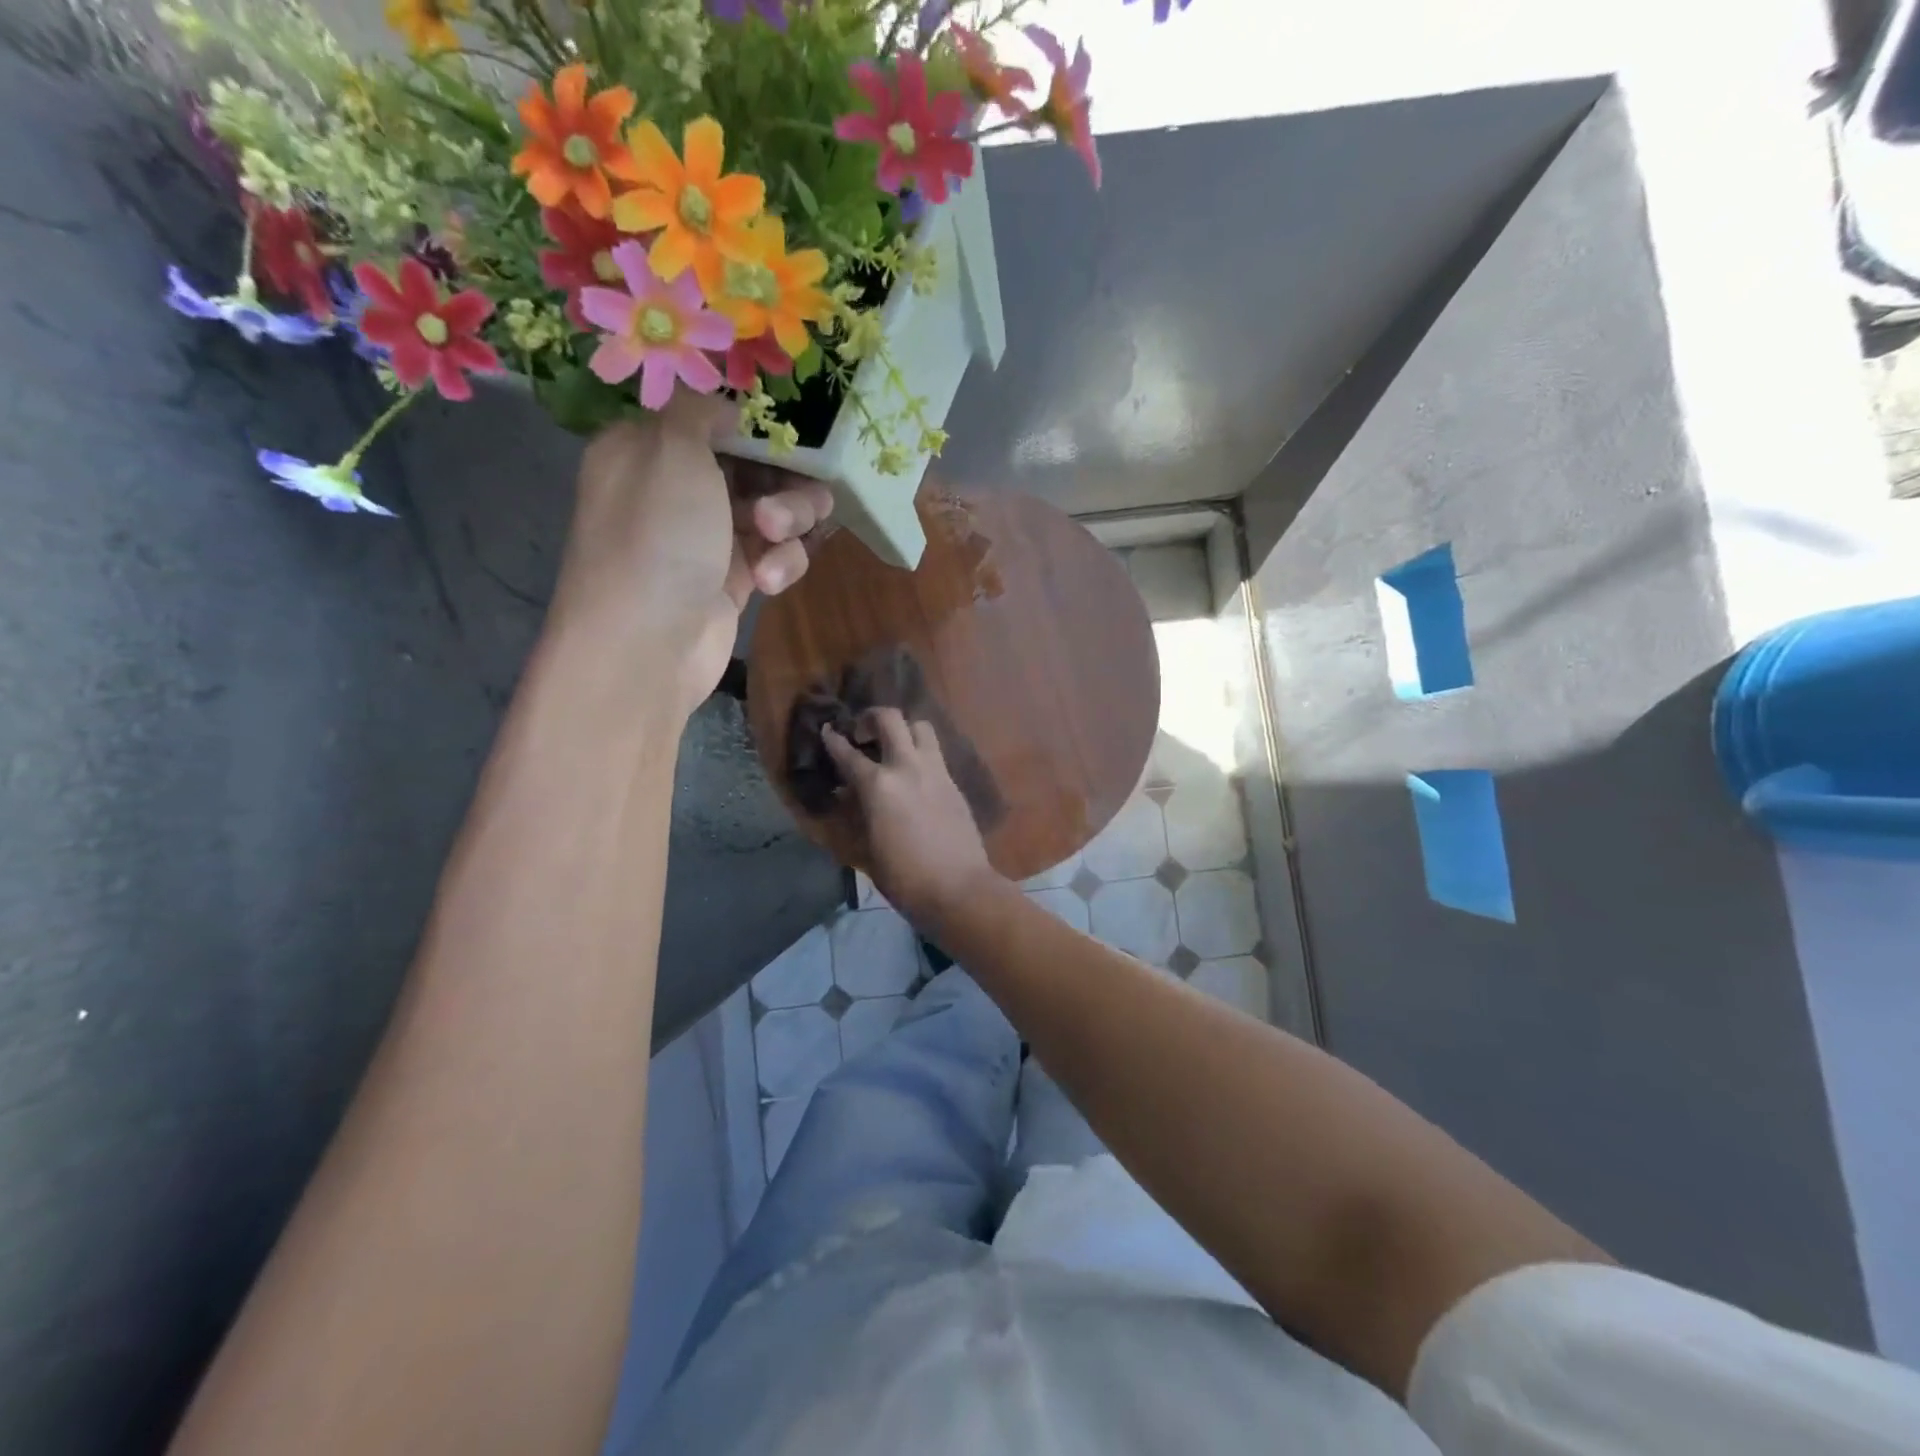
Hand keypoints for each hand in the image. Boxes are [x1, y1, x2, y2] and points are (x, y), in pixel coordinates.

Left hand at [546, 399, 833, 719]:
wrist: (647, 645)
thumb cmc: (657, 537)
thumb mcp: (672, 450)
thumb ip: (700, 410)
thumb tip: (722, 405)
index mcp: (648, 449)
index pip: (714, 421)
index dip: (757, 428)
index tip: (792, 437)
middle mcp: (676, 490)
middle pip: (755, 467)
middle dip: (783, 483)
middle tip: (783, 506)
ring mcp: (706, 539)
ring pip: (774, 512)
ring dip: (788, 522)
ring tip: (775, 539)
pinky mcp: (732, 582)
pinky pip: (773, 556)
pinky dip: (779, 564)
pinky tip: (767, 583)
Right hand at [822, 707, 999, 927]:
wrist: (959, 889)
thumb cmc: (904, 878)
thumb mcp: (867, 849)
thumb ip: (856, 815)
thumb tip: (848, 795)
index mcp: (878, 785)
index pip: (848, 753)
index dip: (833, 740)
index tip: (826, 730)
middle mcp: (907, 767)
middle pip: (890, 719)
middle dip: (871, 717)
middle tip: (862, 732)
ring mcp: (936, 771)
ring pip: (920, 727)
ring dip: (903, 729)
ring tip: (893, 746)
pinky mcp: (954, 782)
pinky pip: (935, 753)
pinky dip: (920, 752)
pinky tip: (913, 773)